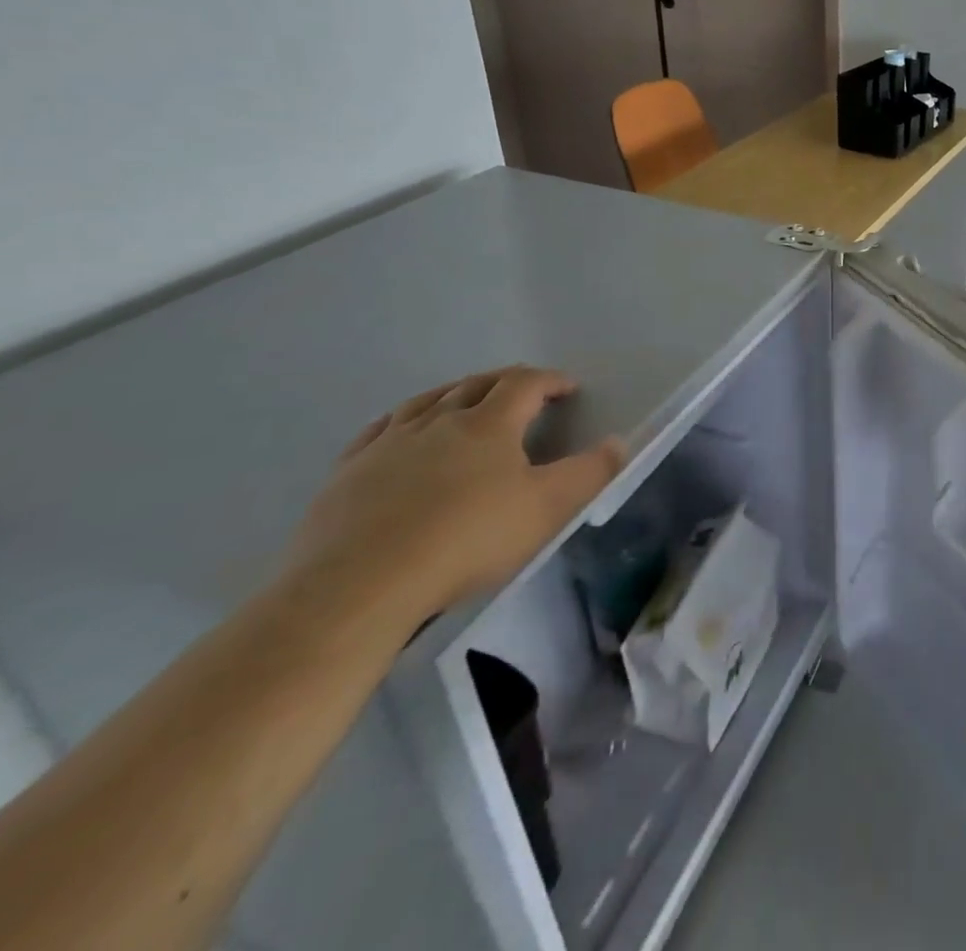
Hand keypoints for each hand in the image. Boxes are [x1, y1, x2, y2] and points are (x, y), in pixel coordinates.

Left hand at [284, 367, 624, 626]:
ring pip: (427, 401)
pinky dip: (404, 419)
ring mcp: (388, 443)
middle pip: (477, 384)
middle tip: (524, 390)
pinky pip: (380, 429)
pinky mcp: (348, 472)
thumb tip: (617, 442)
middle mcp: (439, 420)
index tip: (569, 388)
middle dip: (506, 381)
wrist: (359, 585)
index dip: (551, 380)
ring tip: (467, 399)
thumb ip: (590, 473)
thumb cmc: (467, 540)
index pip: (526, 384)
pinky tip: (401, 430)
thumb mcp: (548, 509)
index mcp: (489, 424)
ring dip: (455, 392)